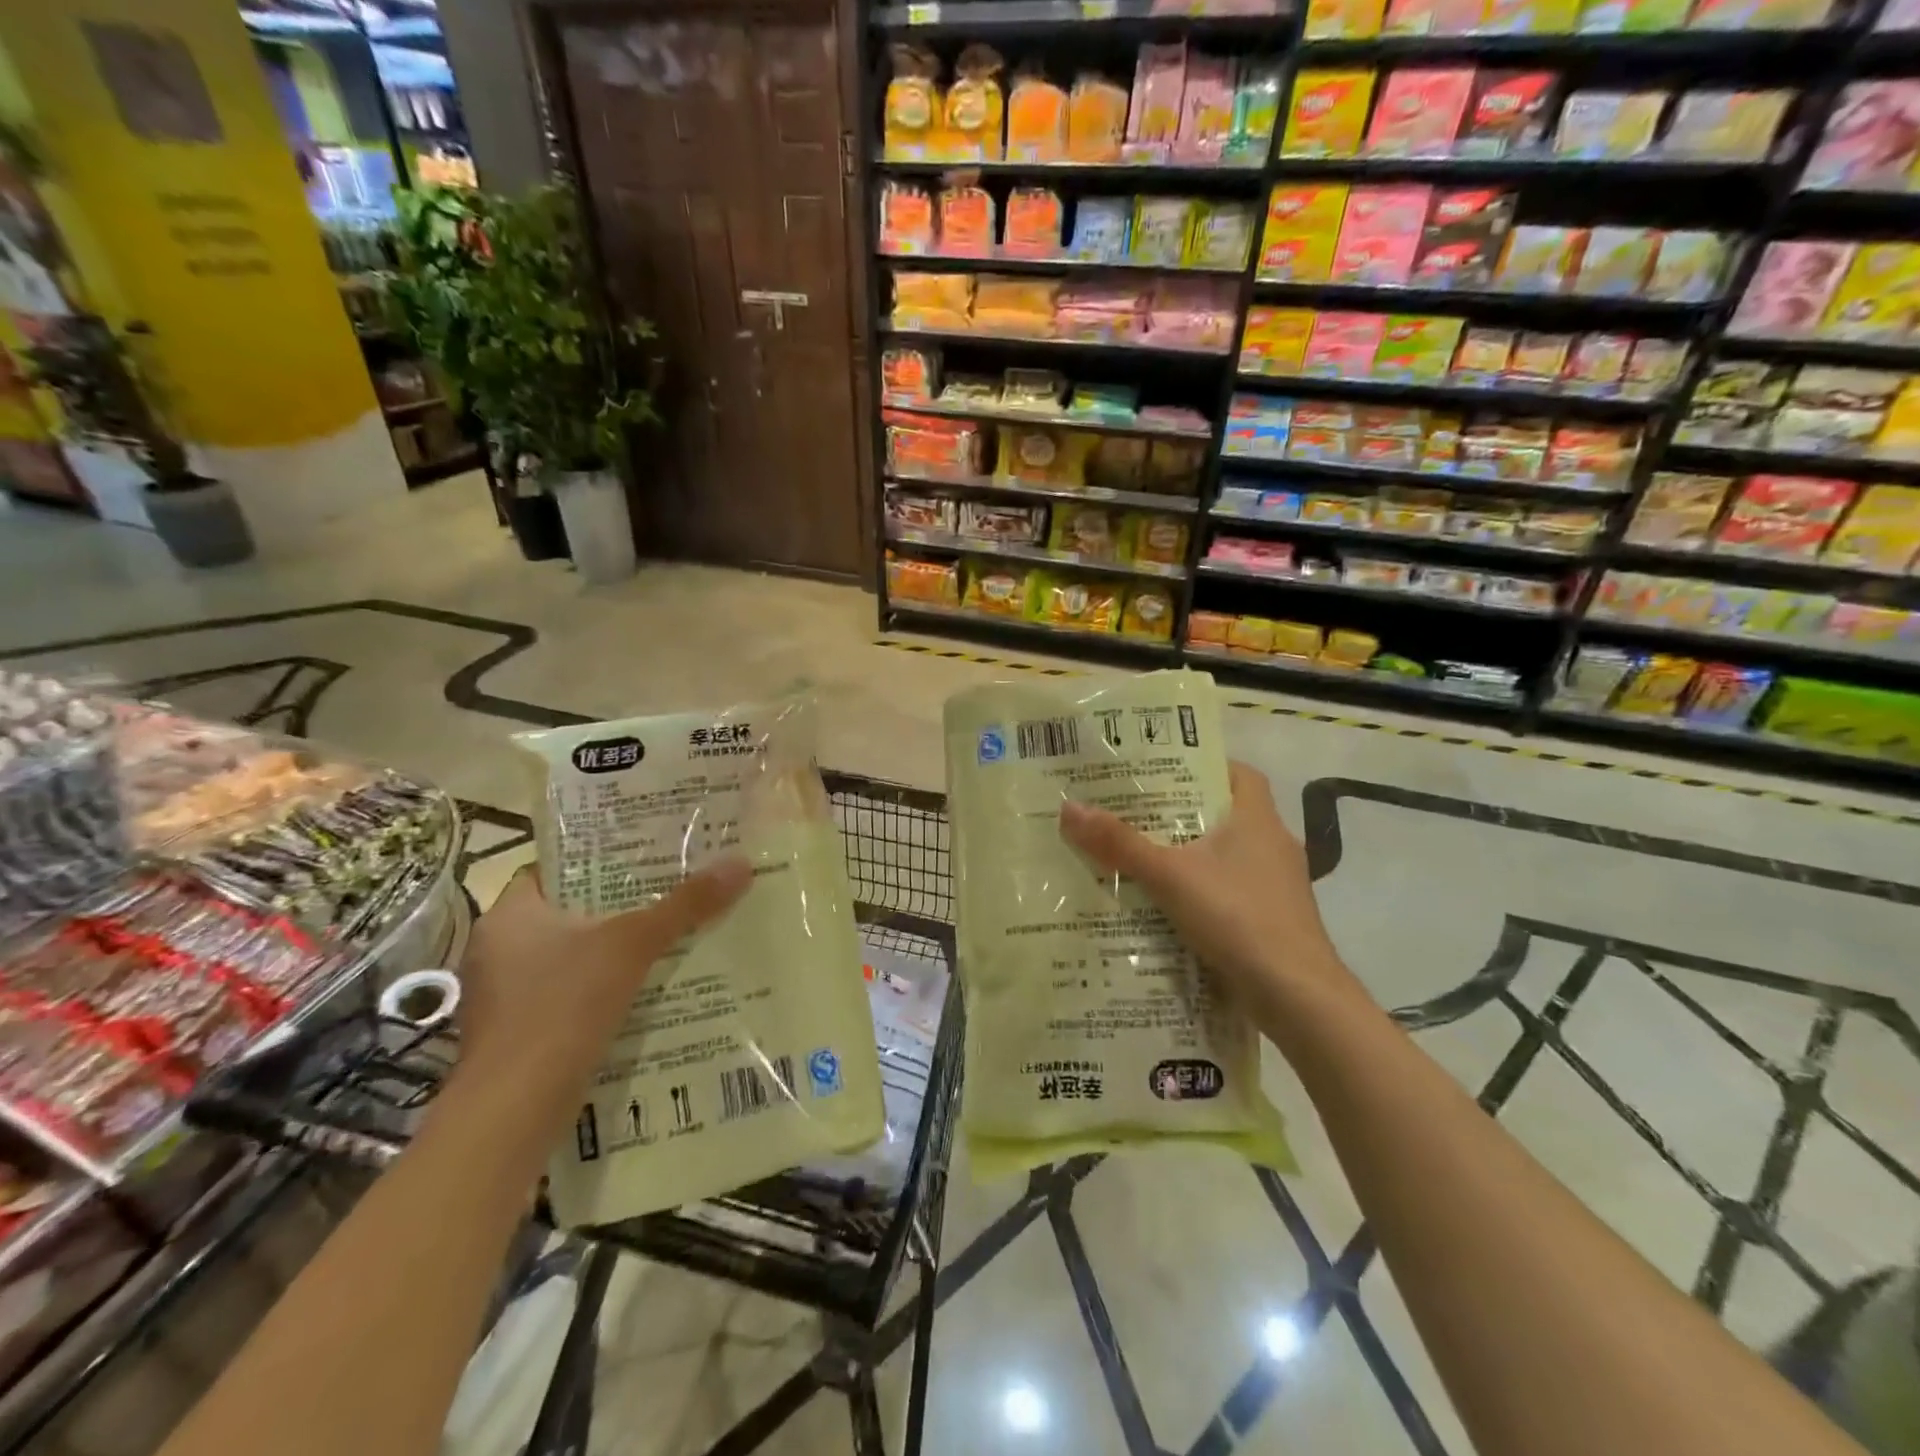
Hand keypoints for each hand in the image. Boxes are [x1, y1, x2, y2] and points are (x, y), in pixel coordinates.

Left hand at [455, 861, 752, 1097]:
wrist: (513, 1113)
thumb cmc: (562, 1007)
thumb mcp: (632, 945)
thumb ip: (684, 905)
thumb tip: (740, 863)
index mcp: (510, 915)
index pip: (555, 869)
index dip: (601, 860)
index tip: (647, 856)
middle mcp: (500, 949)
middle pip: (571, 912)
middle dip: (621, 906)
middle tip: (674, 891)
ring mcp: (506, 996)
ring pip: (572, 956)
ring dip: (616, 951)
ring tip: (672, 936)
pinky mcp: (520, 1034)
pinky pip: (571, 994)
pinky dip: (604, 989)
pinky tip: (648, 990)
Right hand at [1058, 761, 1355, 1014]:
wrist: (1296, 996)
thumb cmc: (1238, 917)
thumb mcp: (1169, 875)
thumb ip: (1120, 844)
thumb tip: (1069, 808)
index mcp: (1258, 819)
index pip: (1239, 774)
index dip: (1205, 766)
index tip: (1164, 770)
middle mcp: (1273, 844)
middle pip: (1225, 814)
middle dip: (1183, 813)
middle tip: (1133, 811)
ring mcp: (1277, 886)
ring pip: (1227, 856)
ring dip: (1190, 855)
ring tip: (1140, 855)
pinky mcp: (1273, 920)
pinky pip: (1230, 891)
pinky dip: (1201, 891)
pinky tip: (1167, 905)